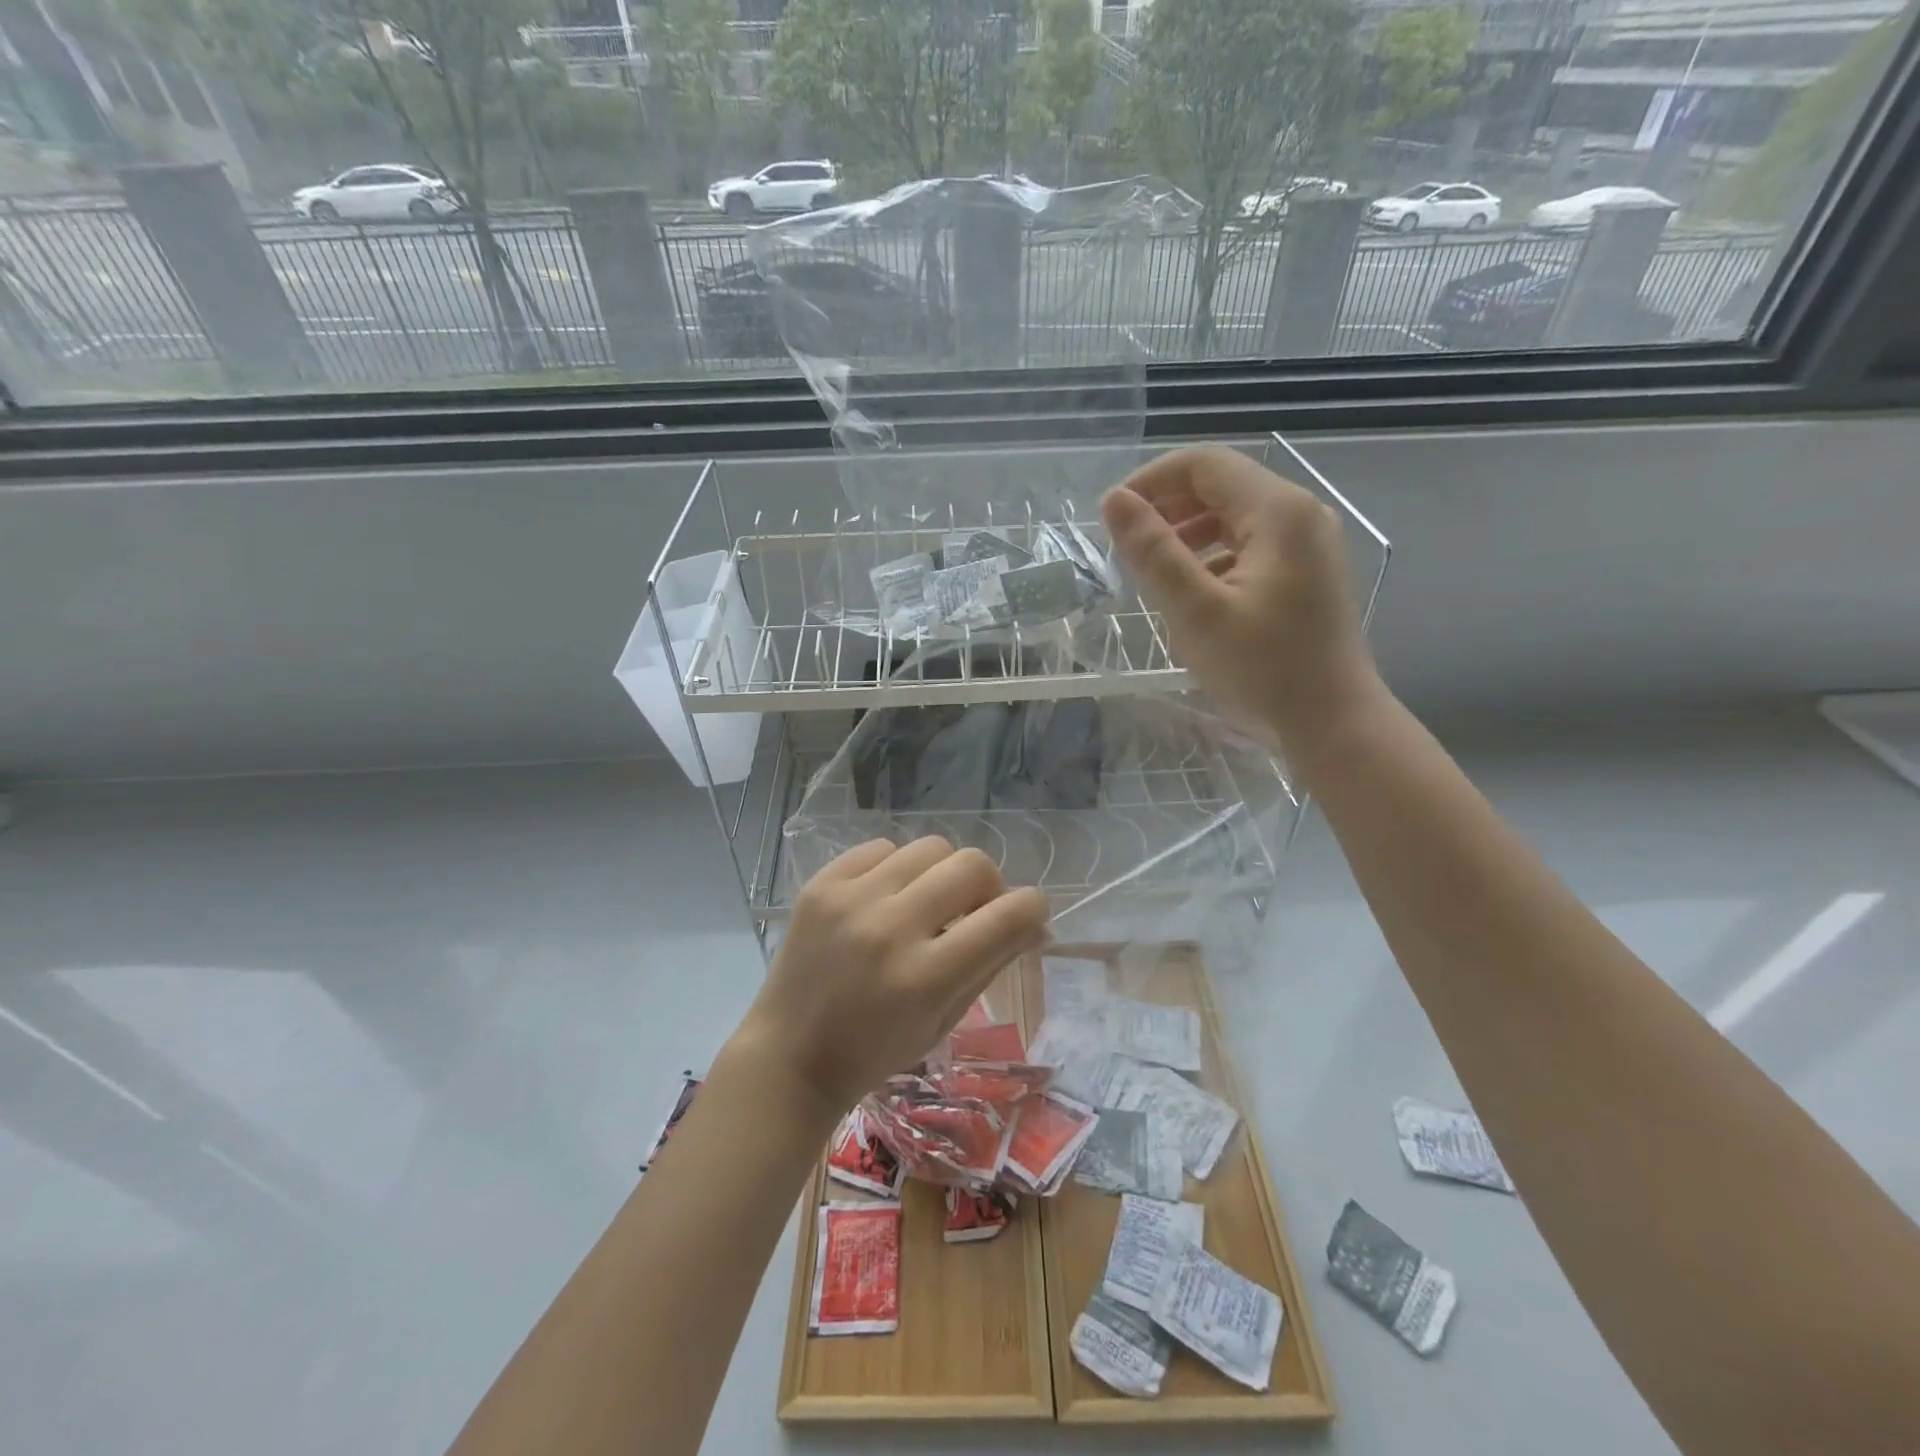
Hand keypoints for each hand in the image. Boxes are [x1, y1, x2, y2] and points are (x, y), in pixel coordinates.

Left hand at [729, 838, 1049, 1118]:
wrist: (789, 1055)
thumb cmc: (874, 1051)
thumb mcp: (944, 1021)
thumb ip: (990, 963)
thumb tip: (1030, 921)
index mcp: (926, 977)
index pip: (1008, 916)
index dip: (1033, 909)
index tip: (1028, 917)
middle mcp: (891, 928)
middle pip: (972, 865)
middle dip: (989, 886)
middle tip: (975, 912)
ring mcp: (851, 899)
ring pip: (930, 847)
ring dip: (943, 873)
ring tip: (927, 901)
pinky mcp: (822, 883)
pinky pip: (882, 848)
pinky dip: (897, 868)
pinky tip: (887, 896)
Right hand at [1102, 446, 1383, 749]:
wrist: (1333, 721)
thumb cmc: (1264, 668)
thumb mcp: (1197, 612)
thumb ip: (1153, 552)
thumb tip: (1115, 502)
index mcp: (1277, 511)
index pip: (1203, 464)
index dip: (1151, 481)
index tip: (1113, 517)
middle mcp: (1299, 514)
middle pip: (1220, 486)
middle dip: (1167, 508)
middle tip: (1126, 548)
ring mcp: (1307, 543)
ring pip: (1233, 517)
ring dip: (1187, 533)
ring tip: (1152, 571)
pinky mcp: (1306, 571)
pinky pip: (1249, 545)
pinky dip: (1212, 556)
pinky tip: (1191, 593)